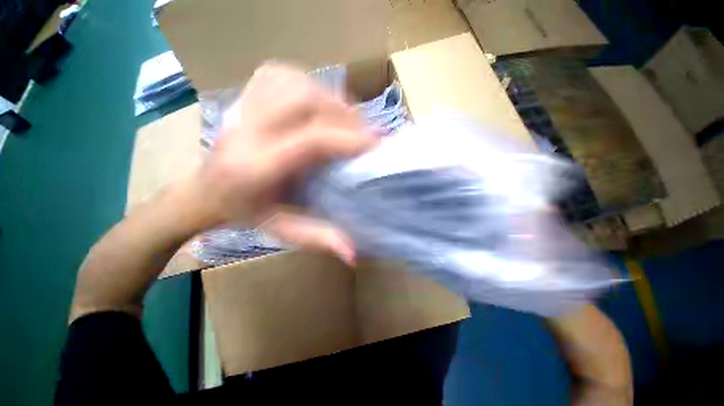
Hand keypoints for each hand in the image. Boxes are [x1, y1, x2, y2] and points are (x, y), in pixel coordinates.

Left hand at [193, 63, 375, 262]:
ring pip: (297, 84)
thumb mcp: (282, 230)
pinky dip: (311, 84)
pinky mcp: (245, 91)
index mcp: (255, 167)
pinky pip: (284, 75)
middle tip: (365, 132)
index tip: (375, 144)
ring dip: (331, 99)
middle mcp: (247, 130)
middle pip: (305, 102)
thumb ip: (318, 238)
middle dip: (344, 115)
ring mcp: (242, 104)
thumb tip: (353, 253)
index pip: (309, 141)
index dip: (347, 139)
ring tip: (348, 119)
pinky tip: (320, 101)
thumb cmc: (246, 211)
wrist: (205, 189)